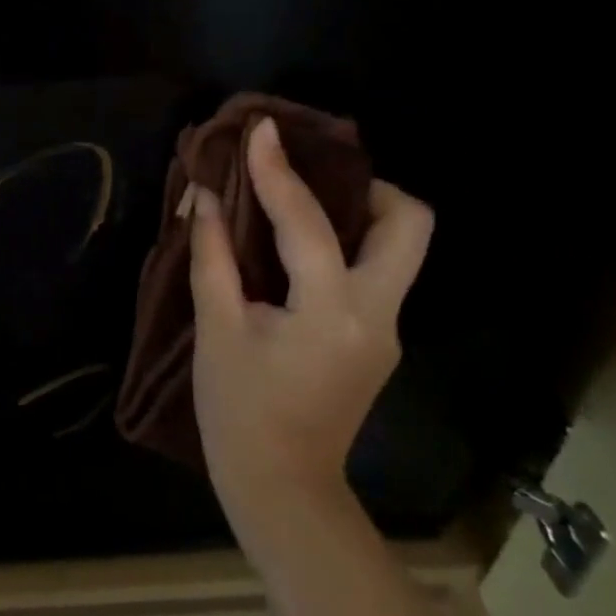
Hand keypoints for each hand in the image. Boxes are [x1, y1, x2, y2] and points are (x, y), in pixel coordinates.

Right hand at [188, 117, 432, 548]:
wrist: (281, 486)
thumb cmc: (238, 409)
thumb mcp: (216, 328)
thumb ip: (212, 254)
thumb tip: (206, 196)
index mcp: (332, 311)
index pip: (308, 221)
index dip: (278, 170)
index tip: (261, 128)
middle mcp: (377, 313)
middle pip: (410, 225)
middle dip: (367, 186)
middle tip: (313, 177)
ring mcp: (386, 329)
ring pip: (399, 248)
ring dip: (359, 213)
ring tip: (301, 204)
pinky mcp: (377, 340)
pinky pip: (372, 273)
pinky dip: (343, 245)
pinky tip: (296, 251)